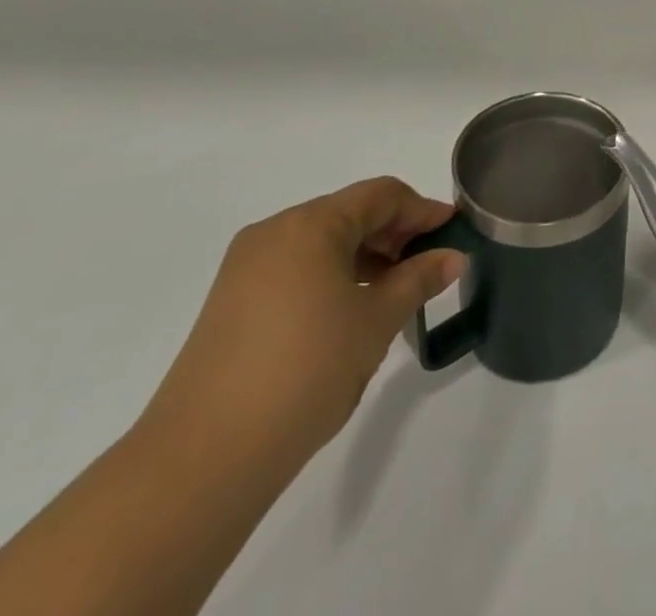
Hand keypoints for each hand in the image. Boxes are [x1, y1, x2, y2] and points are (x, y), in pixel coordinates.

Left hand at [137, 178, 464, 482]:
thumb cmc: (305, 371)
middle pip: (349, 214)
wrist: (202, 460)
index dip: (422, 209)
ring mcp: (246, 269)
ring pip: (322, 243)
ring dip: (365, 257)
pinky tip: (351, 311)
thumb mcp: (376, 321)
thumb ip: (418, 280)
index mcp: (309, 224)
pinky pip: (296, 270)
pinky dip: (332, 277)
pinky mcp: (230, 304)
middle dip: (394, 233)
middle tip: (430, 263)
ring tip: (396, 292)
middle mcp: (274, 233)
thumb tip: (453, 257)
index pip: (380, 195)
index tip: (453, 230)